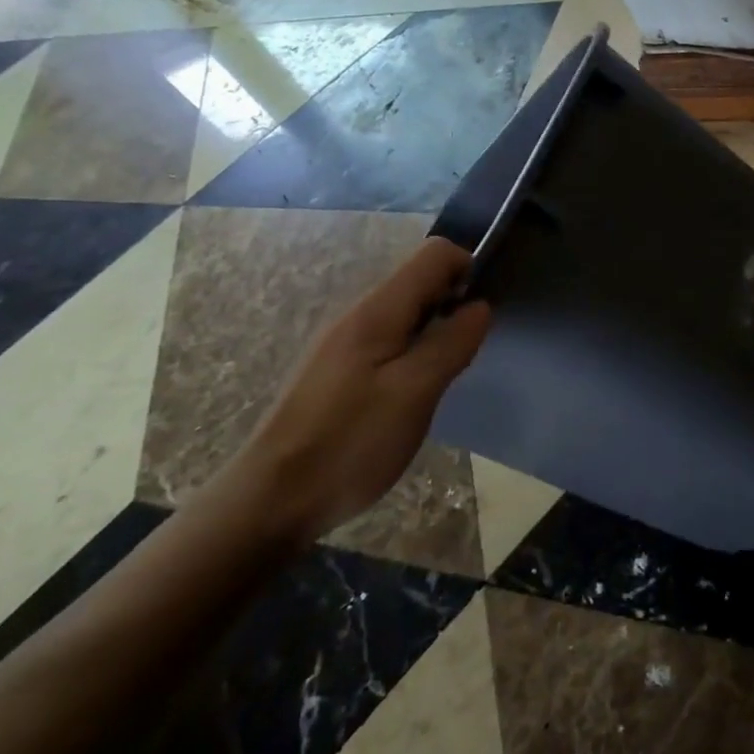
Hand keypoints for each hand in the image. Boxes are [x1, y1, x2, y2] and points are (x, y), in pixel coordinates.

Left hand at [221, 237, 491, 543]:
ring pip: (404, 315)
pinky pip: (387, 341)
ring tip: (437, 382)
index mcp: (378, 311)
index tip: (480, 317)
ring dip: (433, 333)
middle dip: (452, 306)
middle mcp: (358, 314)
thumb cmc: (351, 442)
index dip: (468, 271)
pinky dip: (411, 354)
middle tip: (460, 359)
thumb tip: (481, 305)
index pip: (435, 255)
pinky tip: (408, 398)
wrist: (272, 498)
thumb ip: (451, 343)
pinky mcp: (336, 371)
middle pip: (419, 281)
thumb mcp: (415, 392)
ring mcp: (342, 343)